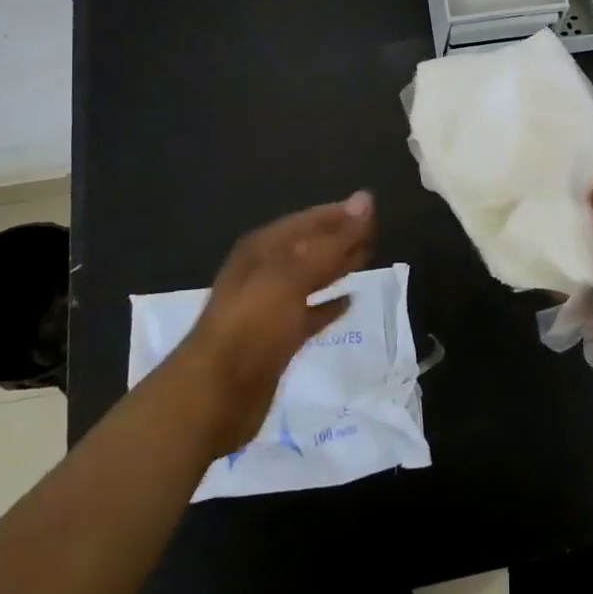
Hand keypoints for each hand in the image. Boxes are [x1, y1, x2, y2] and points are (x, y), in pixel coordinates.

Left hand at [175, 192, 375, 454]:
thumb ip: (333, 241)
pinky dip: (327, 306)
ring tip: (367, 258)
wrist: (216, 394)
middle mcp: (264, 272)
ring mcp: (269, 307)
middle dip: (340, 238)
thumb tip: (366, 199)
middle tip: (376, 232)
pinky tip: (349, 302)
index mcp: (261, 250)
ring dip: (336, 268)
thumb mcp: (293, 275)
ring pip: (310, 279)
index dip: (338, 214)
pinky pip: (309, 314)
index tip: (372, 209)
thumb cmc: (254, 323)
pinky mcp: (277, 340)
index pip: (306, 221)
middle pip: (309, 248)